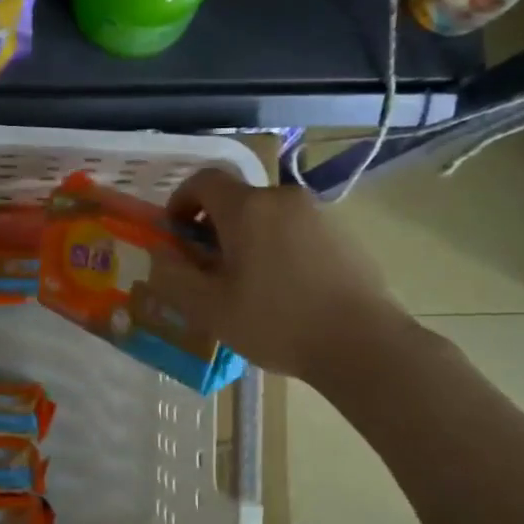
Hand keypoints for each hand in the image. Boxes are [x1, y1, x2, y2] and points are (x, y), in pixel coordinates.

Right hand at [145, 167, 407, 379]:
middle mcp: (283, 198)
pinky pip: (295, 230)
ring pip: (268, 216)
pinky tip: (284, 288)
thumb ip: (175, 277)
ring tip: (248, 283)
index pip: (204, 180)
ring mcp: (318, 213)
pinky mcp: (343, 233)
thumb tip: (161, 255)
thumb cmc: (276, 323)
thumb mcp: (210, 309)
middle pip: (237, 199)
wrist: (362, 343)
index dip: (181, 200)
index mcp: (247, 208)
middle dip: (214, 226)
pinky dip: (278, 247)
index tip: (176, 233)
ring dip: (248, 238)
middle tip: (208, 268)